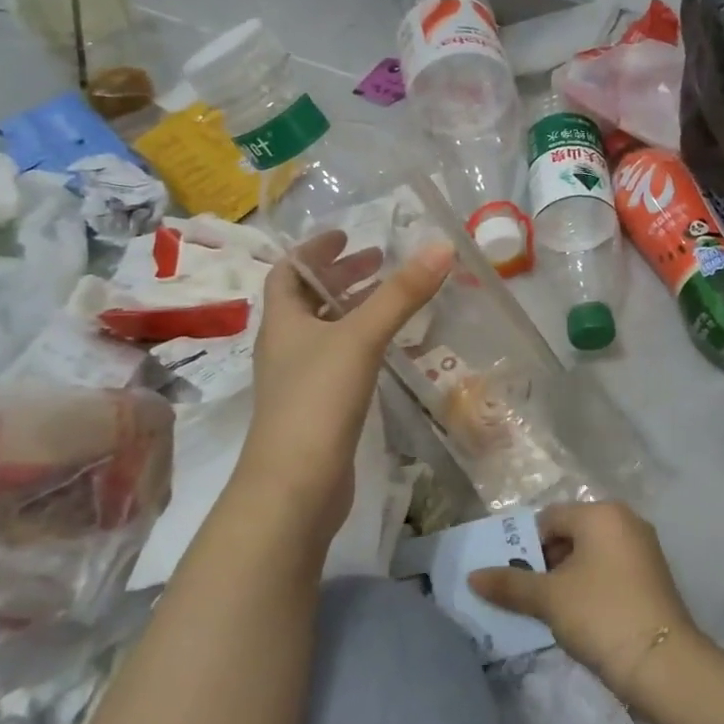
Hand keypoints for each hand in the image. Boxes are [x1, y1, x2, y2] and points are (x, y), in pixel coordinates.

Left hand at [237, 231, 452, 545]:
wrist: (294, 488)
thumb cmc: (317, 400)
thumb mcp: (360, 338)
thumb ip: (401, 294)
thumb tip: (441, 246)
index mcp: (282, 321)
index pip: (288, 272)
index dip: (314, 250)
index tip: (346, 235)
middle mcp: (285, 346)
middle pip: (308, 300)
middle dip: (341, 277)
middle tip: (379, 261)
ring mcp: (299, 381)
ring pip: (325, 331)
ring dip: (352, 309)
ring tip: (390, 299)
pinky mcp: (317, 409)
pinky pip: (338, 361)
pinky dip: (360, 343)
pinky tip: (387, 349)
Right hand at [469, 502, 699, 705]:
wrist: (663, 663)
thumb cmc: (601, 615)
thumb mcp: (549, 599)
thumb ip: (509, 584)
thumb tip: (472, 577)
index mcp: (601, 513)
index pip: (549, 518)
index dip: (526, 547)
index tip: (514, 581)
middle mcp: (625, 520)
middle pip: (571, 534)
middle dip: (547, 563)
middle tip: (530, 598)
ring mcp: (643, 548)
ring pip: (591, 554)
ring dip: (568, 578)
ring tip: (552, 611)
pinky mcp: (652, 576)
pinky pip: (610, 570)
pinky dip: (591, 587)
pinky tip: (581, 618)